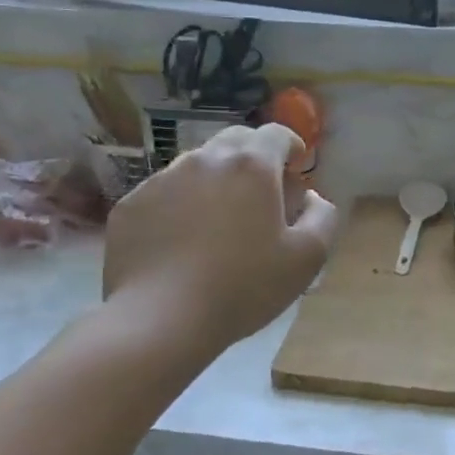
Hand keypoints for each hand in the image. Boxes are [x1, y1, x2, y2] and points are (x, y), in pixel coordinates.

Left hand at [100, 125, 337, 357]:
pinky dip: (181, 205)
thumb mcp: (307, 258)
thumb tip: (312, 198)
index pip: (276, 133)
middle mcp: (205, 160)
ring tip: (219, 222)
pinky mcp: (131, 204)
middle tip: (261, 195)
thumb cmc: (243, 286)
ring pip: (198, 165)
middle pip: (236, 141)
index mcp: (251, 166)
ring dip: (216, 181)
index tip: (295, 169)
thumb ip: (323, 217)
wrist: (159, 321)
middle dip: (254, 158)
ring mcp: (162, 179)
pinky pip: (165, 193)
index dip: (291, 147)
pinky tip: (182, 242)